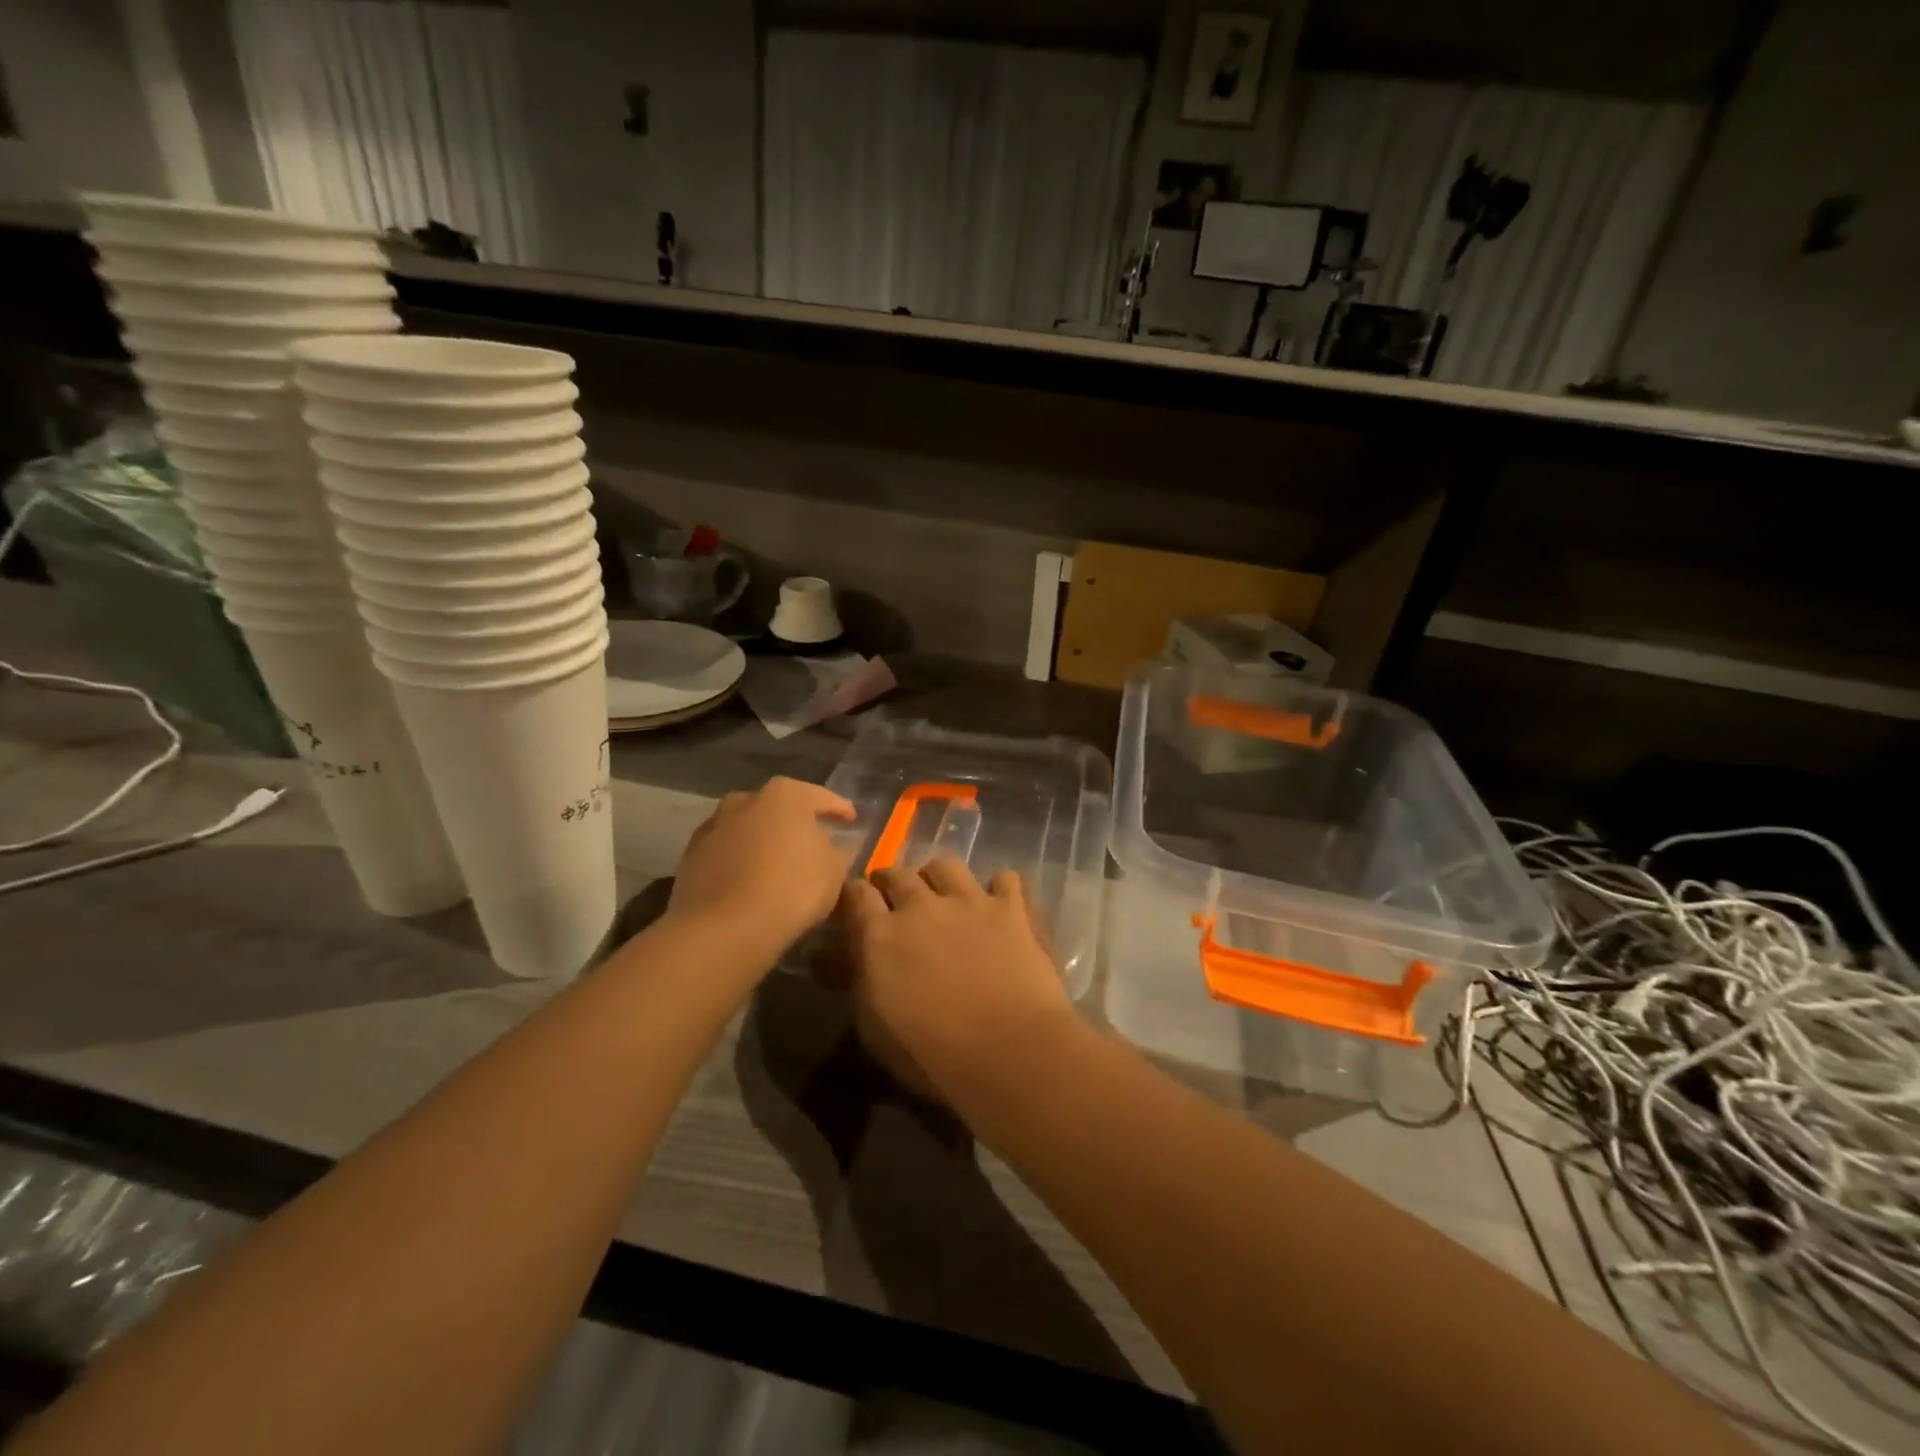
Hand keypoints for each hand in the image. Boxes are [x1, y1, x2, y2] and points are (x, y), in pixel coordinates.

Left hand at [669, 777, 856, 961]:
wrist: (725, 927)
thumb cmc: (792, 888)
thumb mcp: (834, 871)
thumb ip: (839, 852)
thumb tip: (836, 848)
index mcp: (785, 795)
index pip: (821, 797)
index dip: (839, 809)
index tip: (852, 820)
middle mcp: (746, 799)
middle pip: (779, 809)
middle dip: (795, 823)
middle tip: (813, 842)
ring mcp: (713, 826)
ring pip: (748, 829)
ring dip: (763, 841)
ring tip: (778, 864)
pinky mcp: (691, 855)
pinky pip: (727, 853)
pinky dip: (740, 861)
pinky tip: (749, 882)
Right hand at [838, 857, 1076, 1100]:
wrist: (1008, 1051)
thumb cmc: (933, 1054)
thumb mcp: (875, 1029)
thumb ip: (859, 982)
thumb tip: (842, 959)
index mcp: (881, 934)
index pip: (856, 894)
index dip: (854, 896)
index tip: (856, 906)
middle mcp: (922, 905)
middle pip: (897, 874)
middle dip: (891, 882)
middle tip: (894, 900)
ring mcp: (969, 901)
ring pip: (945, 866)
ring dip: (938, 878)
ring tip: (943, 896)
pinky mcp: (1011, 908)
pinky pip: (1005, 879)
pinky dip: (999, 888)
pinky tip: (999, 905)